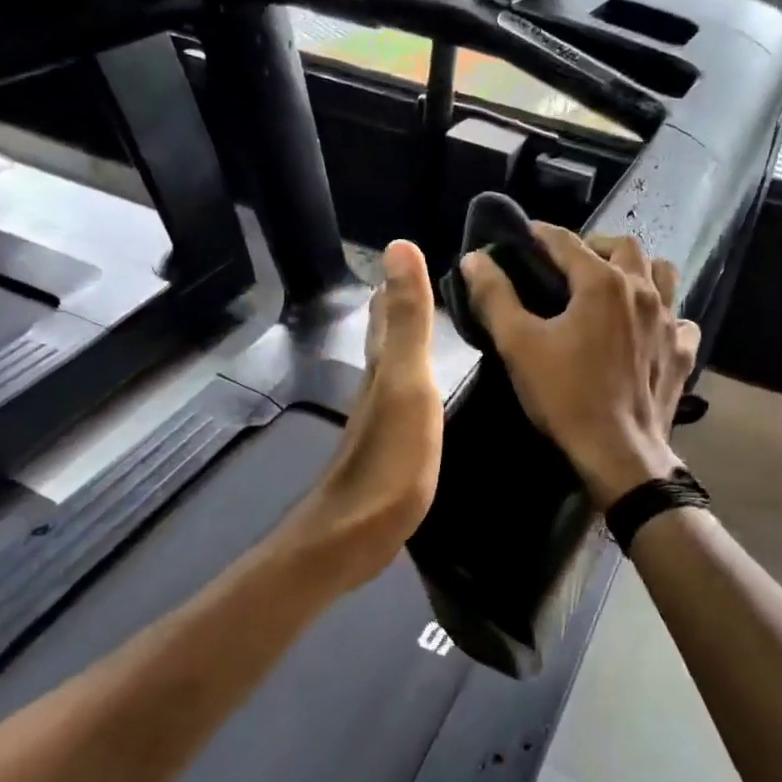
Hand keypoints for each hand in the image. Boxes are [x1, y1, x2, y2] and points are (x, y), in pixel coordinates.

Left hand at [293, 239, 444, 589]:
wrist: (354, 535)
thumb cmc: (388, 459)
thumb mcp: (406, 383)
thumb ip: (407, 321)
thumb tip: (398, 246)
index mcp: (382, 366)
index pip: (386, 312)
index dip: (395, 283)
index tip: (410, 252)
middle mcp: (376, 387)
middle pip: (384, 338)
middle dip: (397, 308)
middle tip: (419, 282)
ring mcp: (380, 422)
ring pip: (392, 368)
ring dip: (405, 344)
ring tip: (427, 329)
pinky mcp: (390, 452)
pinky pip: (404, 402)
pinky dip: (413, 384)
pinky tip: (423, 395)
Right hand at [462, 226, 699, 506]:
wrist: (618, 453)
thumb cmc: (565, 396)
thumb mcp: (518, 345)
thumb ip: (495, 296)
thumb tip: (475, 258)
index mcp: (602, 282)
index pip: (567, 242)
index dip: (541, 234)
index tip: (523, 235)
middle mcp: (643, 290)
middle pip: (624, 246)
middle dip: (594, 245)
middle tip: (569, 264)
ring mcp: (670, 321)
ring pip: (662, 273)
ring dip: (637, 269)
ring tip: (614, 285)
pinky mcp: (682, 352)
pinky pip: (680, 318)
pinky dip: (664, 314)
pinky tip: (648, 329)